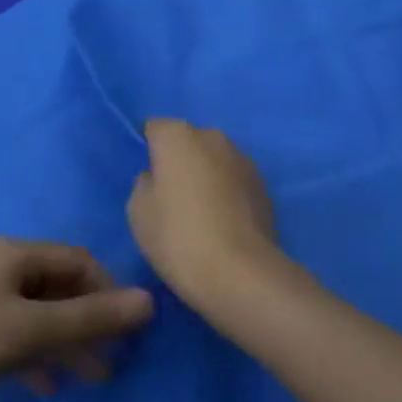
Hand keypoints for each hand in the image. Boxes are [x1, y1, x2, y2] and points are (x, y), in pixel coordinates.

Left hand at [0, 238, 153, 401]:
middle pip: (60, 287)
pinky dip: (38, 355)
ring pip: (40, 314)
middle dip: (90, 319)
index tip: (129, 328)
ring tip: (94, 376)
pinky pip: (17, 335)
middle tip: (117, 356)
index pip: (78, 261)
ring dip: (68, 341)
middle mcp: (3, 267)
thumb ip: (90, 319)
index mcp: (17, 254)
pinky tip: (49, 385)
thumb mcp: (31, 330)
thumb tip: (149, 302)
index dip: (108, 289)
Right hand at [128, 119, 281, 311]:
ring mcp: (242, 158)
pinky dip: (227, 193)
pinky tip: (223, 224)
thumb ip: (144, 184)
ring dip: (206, 176)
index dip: (148, 151)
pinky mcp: (263, 185)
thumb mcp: (138, 213)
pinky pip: (234, 181)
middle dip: (180, 161)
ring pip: (214, 160)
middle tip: (171, 198)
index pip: (155, 129)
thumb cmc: (178, 237)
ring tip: (200, 214)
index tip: (147, 179)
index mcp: (177, 135)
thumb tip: (157, 177)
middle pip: (188, 142)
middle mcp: (212, 136)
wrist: (240, 273)